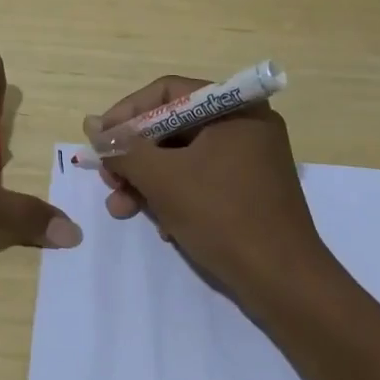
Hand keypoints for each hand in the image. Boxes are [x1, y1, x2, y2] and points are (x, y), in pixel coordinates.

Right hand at [95, 75, 324, 290]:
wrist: (287, 287)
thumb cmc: (224, 217)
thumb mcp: (163, 180)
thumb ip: (124, 149)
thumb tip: (92, 125)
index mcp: (234, 108)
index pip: (167, 93)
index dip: (127, 113)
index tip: (101, 140)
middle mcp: (246, 124)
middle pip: (173, 126)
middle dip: (136, 156)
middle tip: (109, 181)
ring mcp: (251, 159)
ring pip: (184, 157)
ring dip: (149, 180)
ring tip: (122, 209)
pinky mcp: (252, 191)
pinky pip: (203, 179)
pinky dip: (176, 196)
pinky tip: (162, 227)